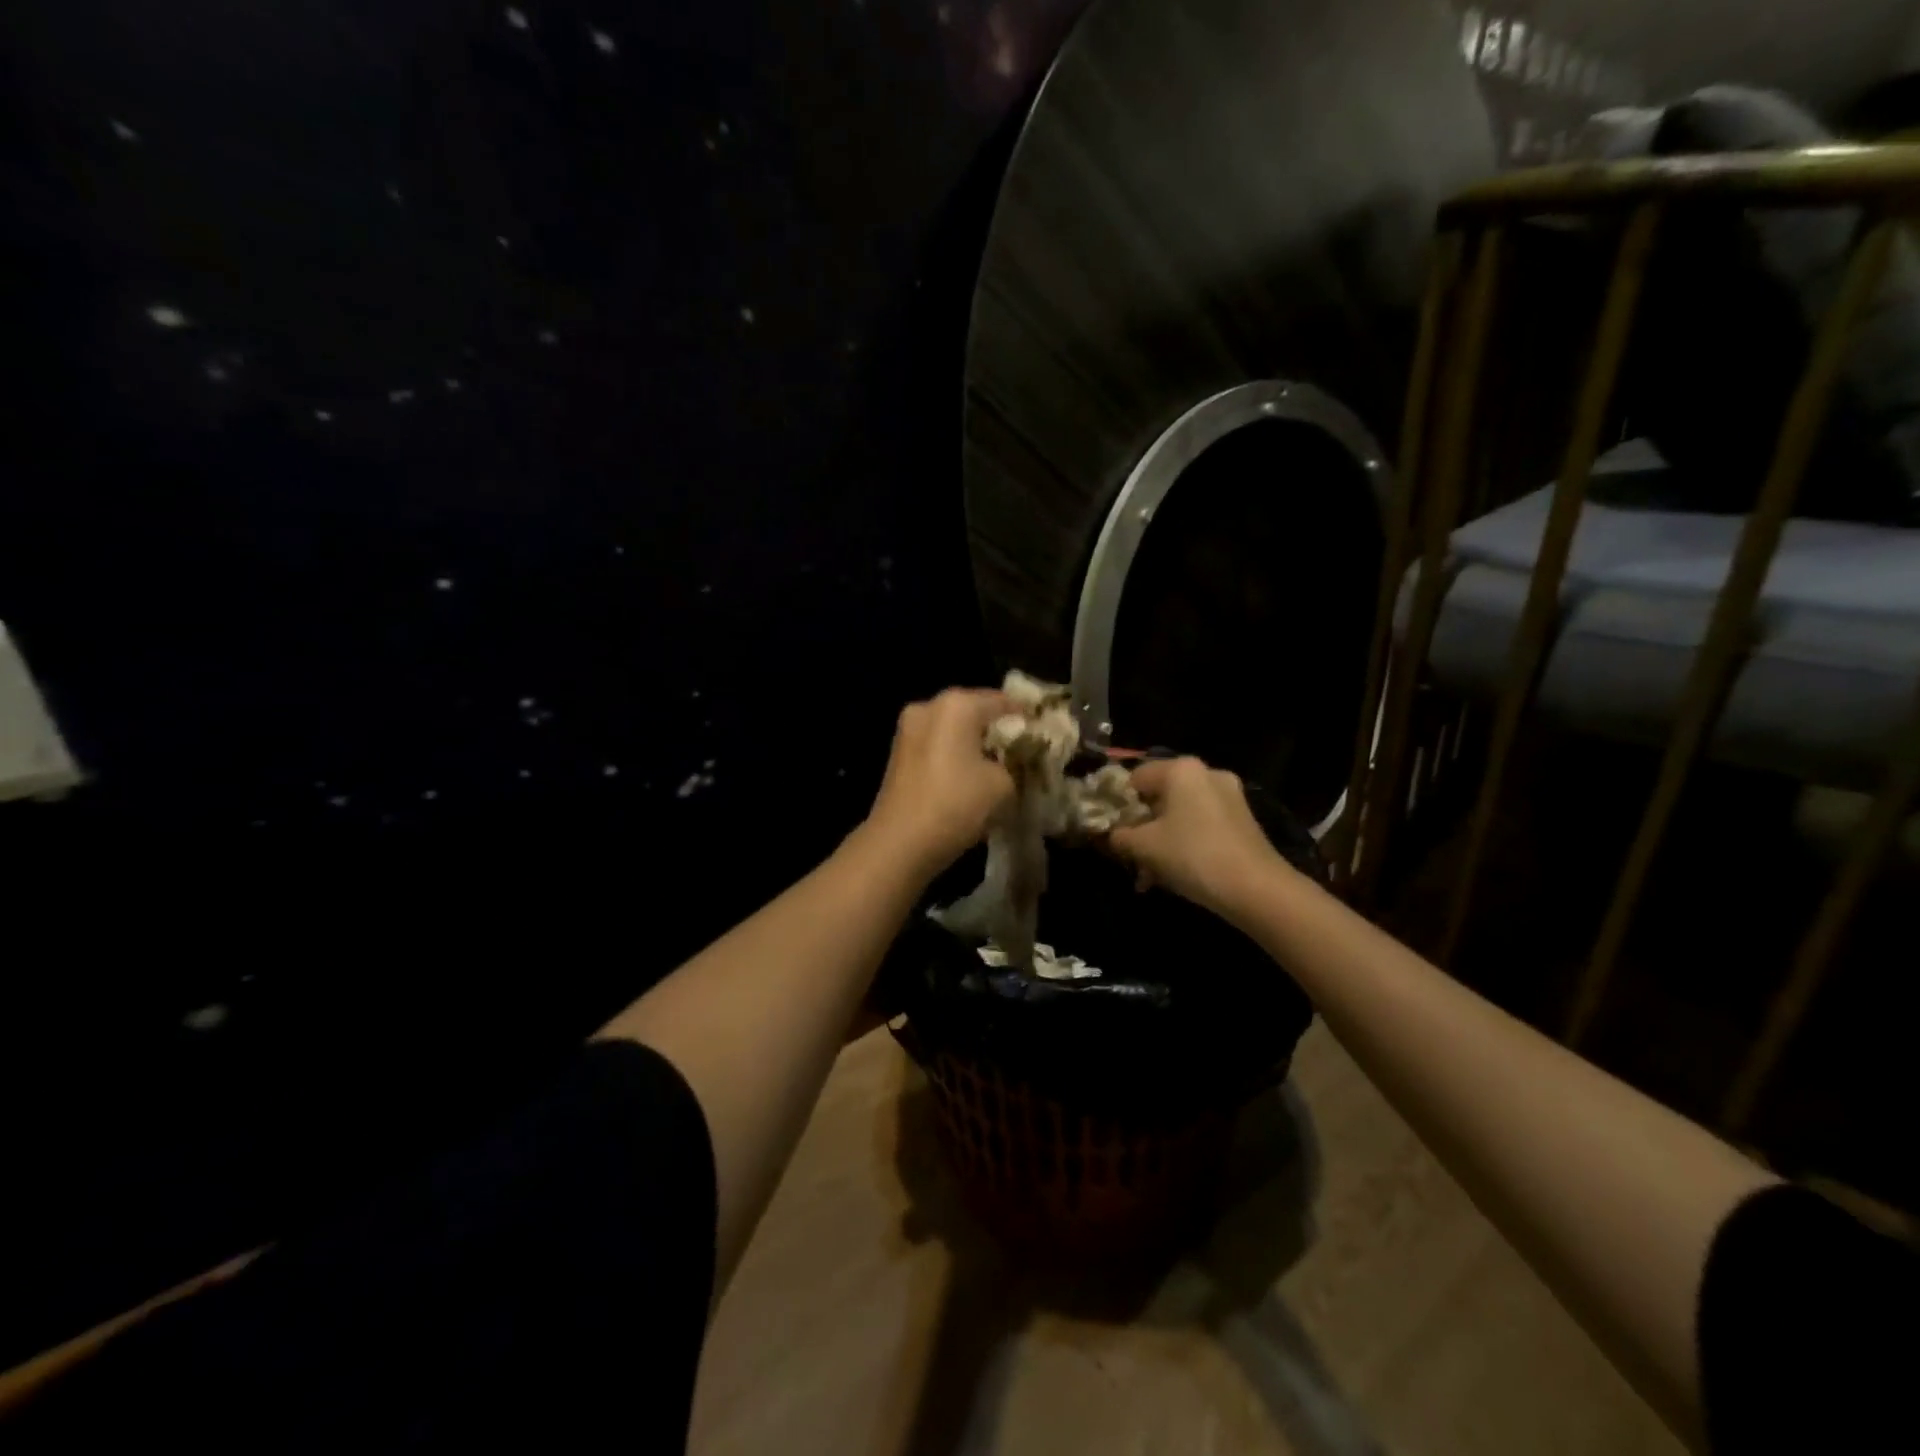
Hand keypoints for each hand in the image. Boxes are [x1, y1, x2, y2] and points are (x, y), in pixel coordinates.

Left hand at [863, 688, 1015, 877]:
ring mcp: (908, 729)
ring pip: (953, 729)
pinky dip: (955, 755)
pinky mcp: (898, 754)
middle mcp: (929, 707)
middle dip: (997, 729)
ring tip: (998, 765)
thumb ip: (1015, 765)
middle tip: (1023, 750)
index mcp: (957, 705)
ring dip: (974, 743)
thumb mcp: (1003, 785)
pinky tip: (970, 776)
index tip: (1044, 733)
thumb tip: (1011, 764)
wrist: (899, 843)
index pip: (1003, 701)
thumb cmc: (956, 804)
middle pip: (974, 711)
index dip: (1027, 716)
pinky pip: (937, 745)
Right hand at [1107, 757, 1288, 916]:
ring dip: (1161, 840)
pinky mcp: (1242, 820)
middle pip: (1159, 797)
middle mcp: (1206, 773)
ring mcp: (1229, 796)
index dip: (1117, 805)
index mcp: (1181, 769)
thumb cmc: (1192, 855)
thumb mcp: (1144, 846)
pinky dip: (1185, 843)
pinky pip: (1201, 825)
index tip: (1109, 832)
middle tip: (1129, 856)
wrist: (1256, 888)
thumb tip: (1109, 835)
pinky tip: (1176, 873)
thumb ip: (1119, 836)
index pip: (1134, 779)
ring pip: (1180, 814)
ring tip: (1149, 874)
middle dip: (1141, 828)